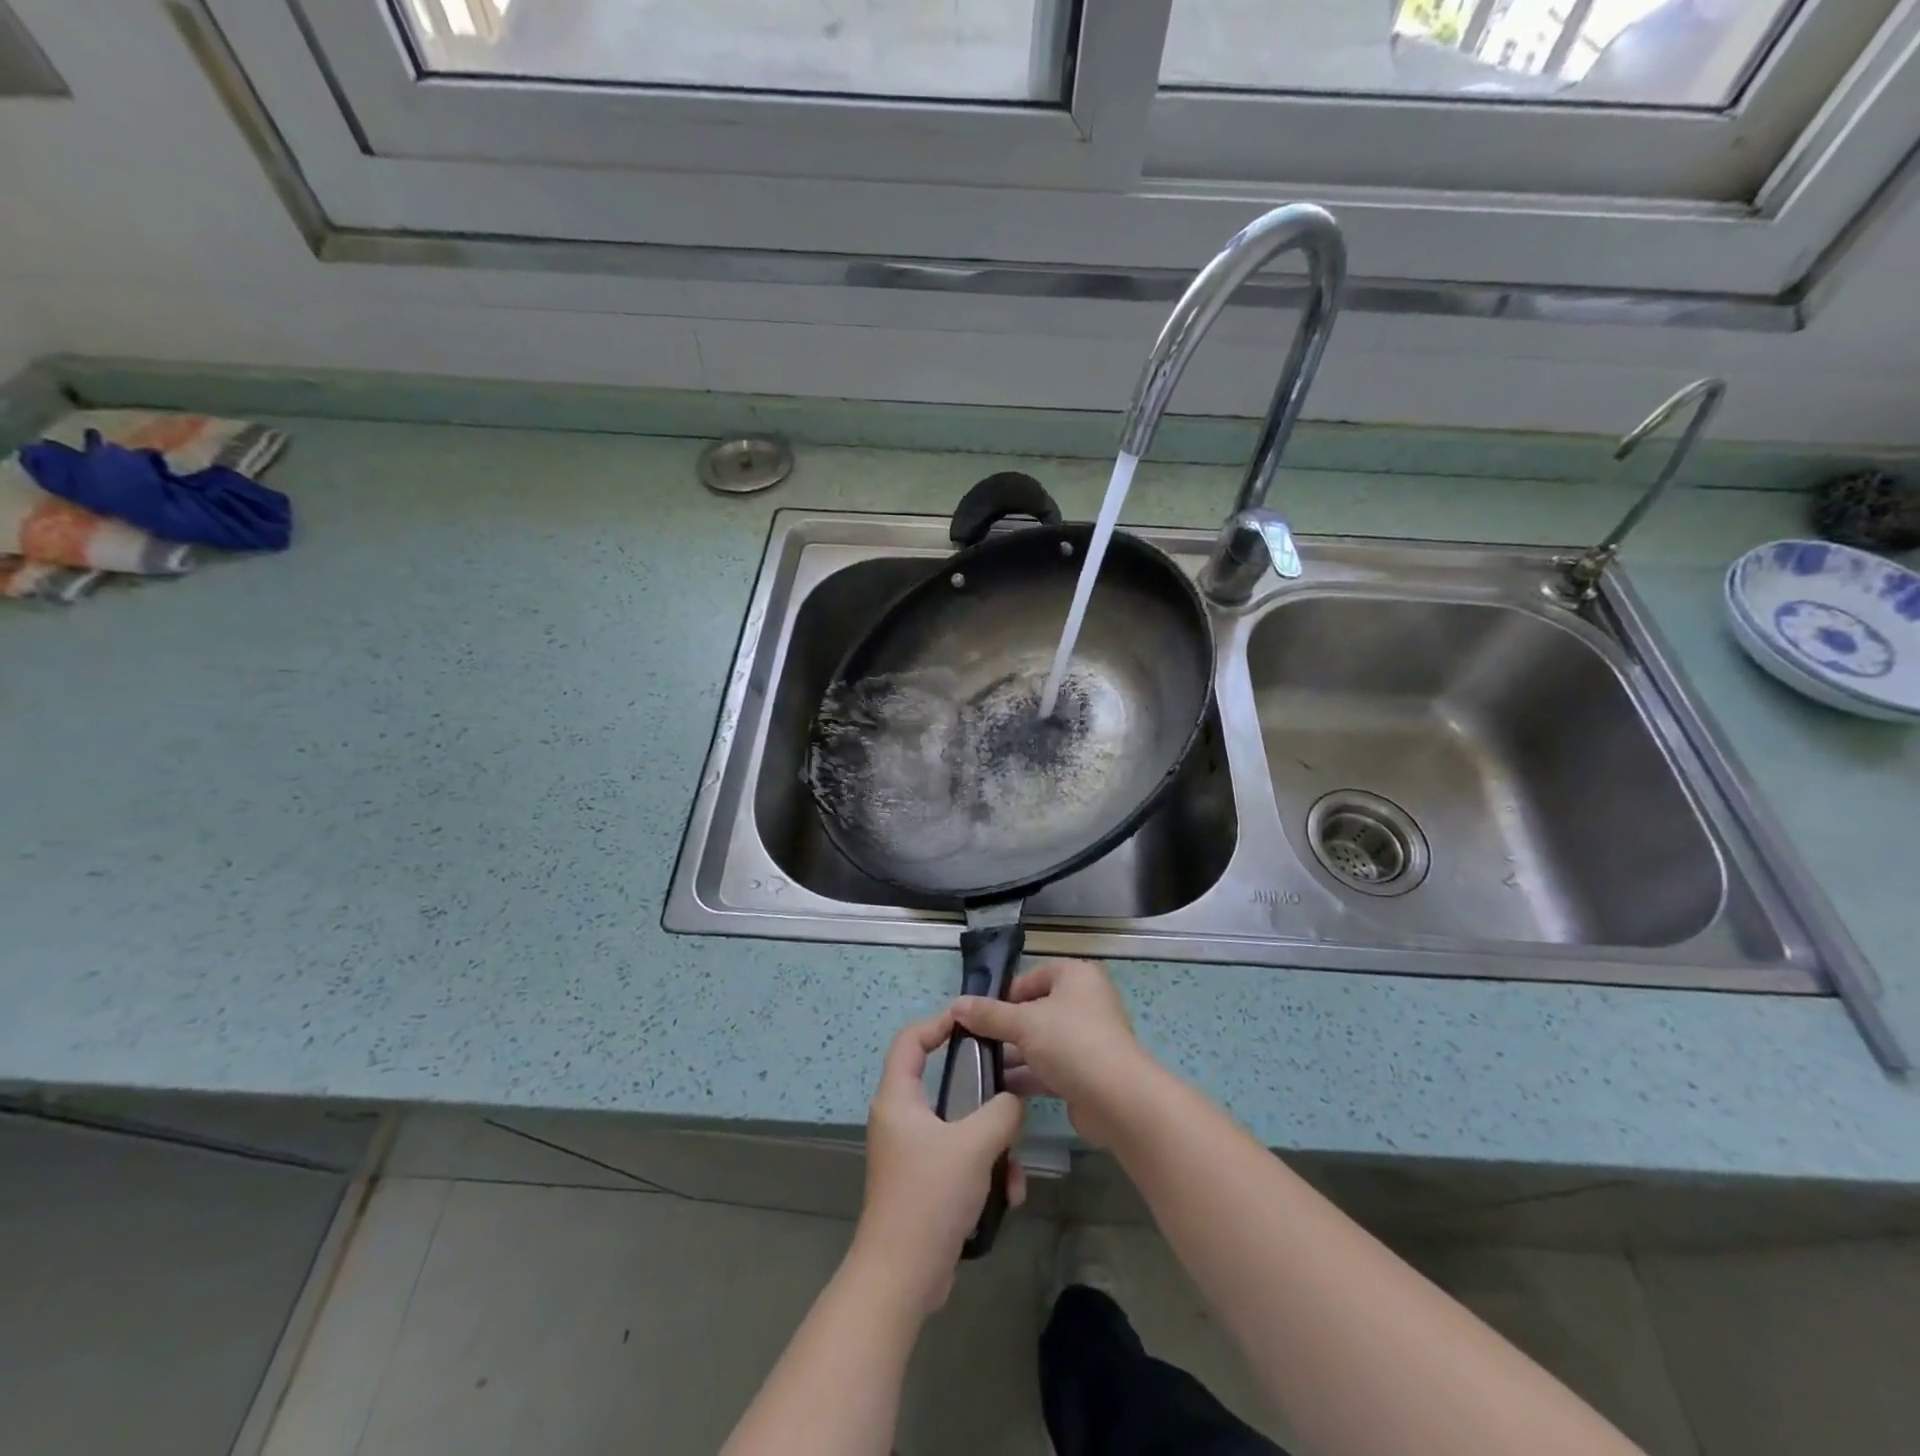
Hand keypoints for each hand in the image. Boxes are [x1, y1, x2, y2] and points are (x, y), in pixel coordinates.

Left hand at [852, 1011, 1025, 1312]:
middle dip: (984, 1097)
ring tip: (1014, 1172)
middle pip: (944, 1084)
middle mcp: (900, 1119)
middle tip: (1012, 1097)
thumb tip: (1013, 1101)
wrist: (902, 1277)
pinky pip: (961, 1160)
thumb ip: (1002, 1111)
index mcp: (898, 1098)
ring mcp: (911, 1153)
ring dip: (993, 1145)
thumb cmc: (930, 1195)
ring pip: (960, 1127)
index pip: (910, 1040)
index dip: (938, 1023)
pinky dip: (985, 1172)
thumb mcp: (975, 1144)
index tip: (973, 1024)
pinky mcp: (924, 1183)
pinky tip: (1007, 1197)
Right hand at [951, 958, 1155, 1148]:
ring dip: (1013, 1054)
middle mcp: (1084, 1002)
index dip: (1006, 993)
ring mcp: (1087, 1038)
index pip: (1033, 976)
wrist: (1116, 1100)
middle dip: (1006, 1027)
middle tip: (974, 1041)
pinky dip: (1027, 1075)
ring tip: (978, 1067)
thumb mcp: (1023, 1023)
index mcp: (1076, 976)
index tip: (980, 1013)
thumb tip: (956, 1004)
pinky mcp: (1086, 1072)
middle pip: (1036, 1009)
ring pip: (1041, 1041)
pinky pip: (1049, 1067)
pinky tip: (998, 1089)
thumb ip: (988, 1015)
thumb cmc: (1070, 1043)